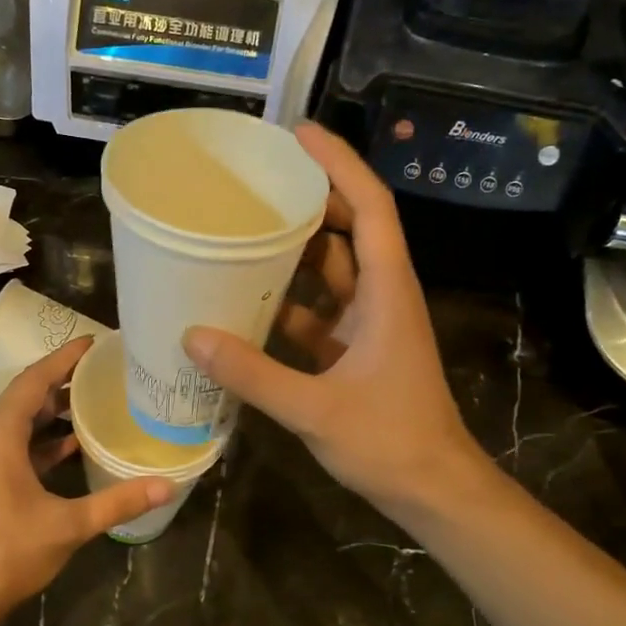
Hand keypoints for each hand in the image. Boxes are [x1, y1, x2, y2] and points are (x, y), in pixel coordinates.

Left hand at [0, 337, 169, 625]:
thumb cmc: (4, 553)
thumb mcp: (67, 525)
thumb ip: (117, 502)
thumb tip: (167, 485)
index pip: (32, 381)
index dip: (62, 359)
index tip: (93, 342)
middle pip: (25, 398)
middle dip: (61, 381)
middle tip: (102, 370)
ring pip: (20, 425)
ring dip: (53, 413)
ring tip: (95, 401)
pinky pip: (16, 449)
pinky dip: (44, 443)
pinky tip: (74, 448)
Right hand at [183, 122, 480, 516]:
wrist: (434, 491)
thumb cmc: (390, 442)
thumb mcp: (315, 409)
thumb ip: (253, 374)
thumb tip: (191, 337)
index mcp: (386, 292)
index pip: (369, 208)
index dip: (339, 165)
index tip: (299, 134)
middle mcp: (381, 296)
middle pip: (348, 229)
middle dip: (309, 199)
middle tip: (257, 180)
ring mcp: (369, 324)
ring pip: (332, 271)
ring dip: (295, 251)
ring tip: (244, 229)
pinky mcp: (356, 351)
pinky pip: (319, 310)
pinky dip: (288, 301)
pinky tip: (248, 301)